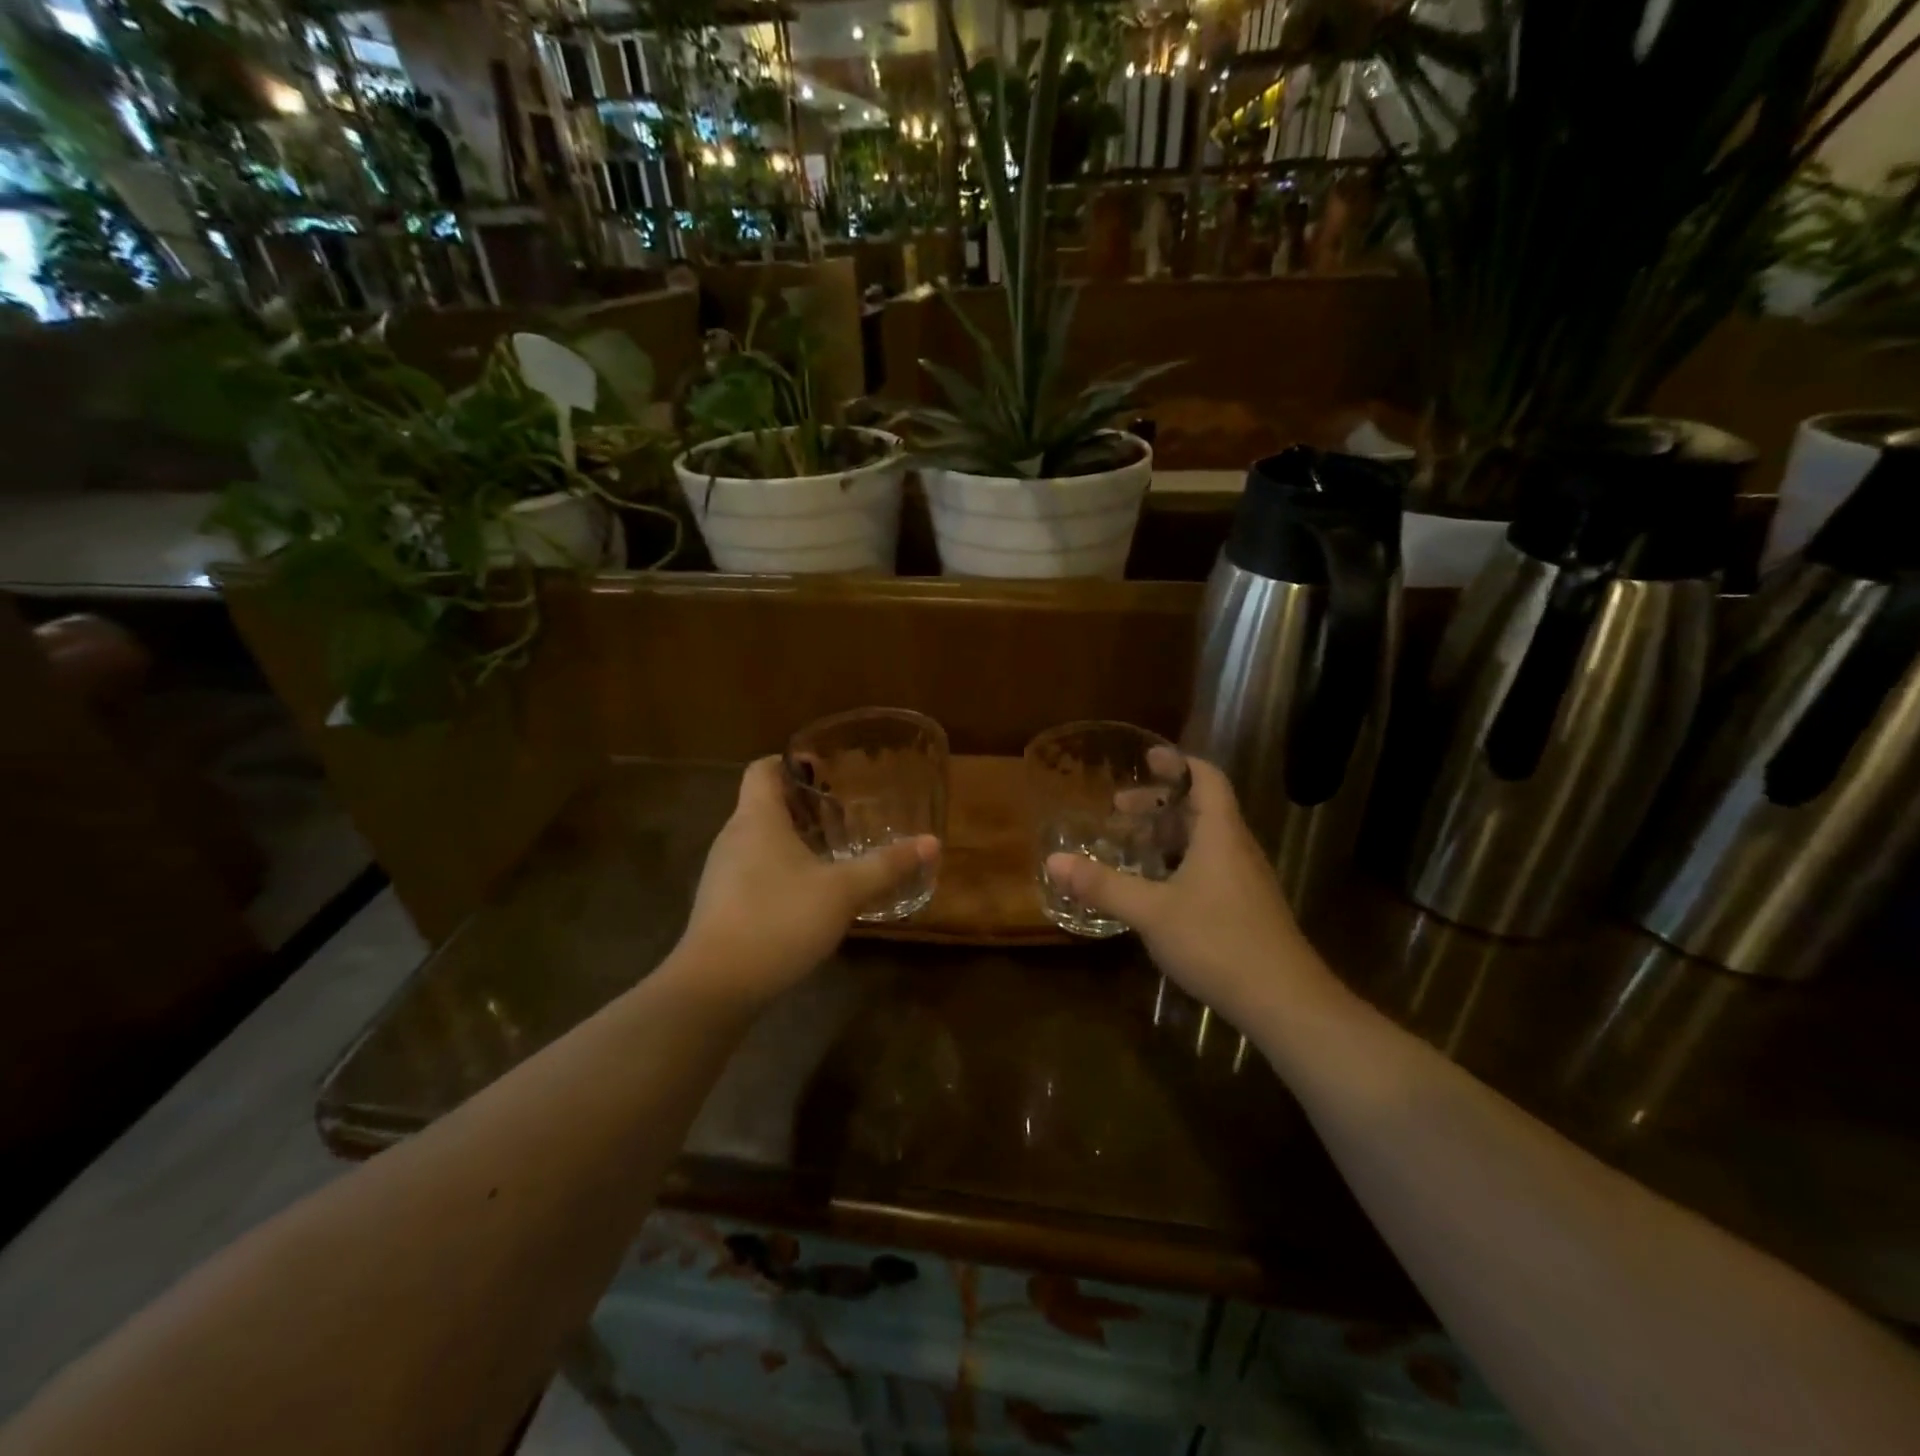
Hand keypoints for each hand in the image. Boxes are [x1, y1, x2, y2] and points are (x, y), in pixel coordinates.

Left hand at [679, 757, 938, 1003]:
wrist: (716, 986)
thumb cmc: (779, 919)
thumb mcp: (843, 891)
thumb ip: (886, 865)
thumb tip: (931, 842)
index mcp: (757, 819)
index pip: (763, 769)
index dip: (792, 762)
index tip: (825, 771)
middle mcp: (733, 837)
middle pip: (764, 804)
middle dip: (803, 806)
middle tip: (842, 816)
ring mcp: (721, 873)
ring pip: (759, 840)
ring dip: (793, 840)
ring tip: (831, 855)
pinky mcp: (721, 904)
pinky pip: (753, 870)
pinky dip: (780, 870)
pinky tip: (808, 896)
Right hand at [1045, 758, 1327, 1025]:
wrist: (1285, 1001)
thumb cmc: (1218, 941)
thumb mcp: (1151, 912)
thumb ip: (1103, 885)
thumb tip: (1053, 861)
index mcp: (1220, 834)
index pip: (1207, 779)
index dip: (1178, 763)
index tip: (1147, 758)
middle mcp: (1236, 849)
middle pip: (1201, 808)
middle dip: (1160, 803)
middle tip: (1120, 808)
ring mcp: (1245, 880)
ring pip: (1205, 841)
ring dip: (1168, 835)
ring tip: (1131, 845)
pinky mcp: (1246, 907)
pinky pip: (1210, 867)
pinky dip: (1179, 862)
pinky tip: (1156, 888)